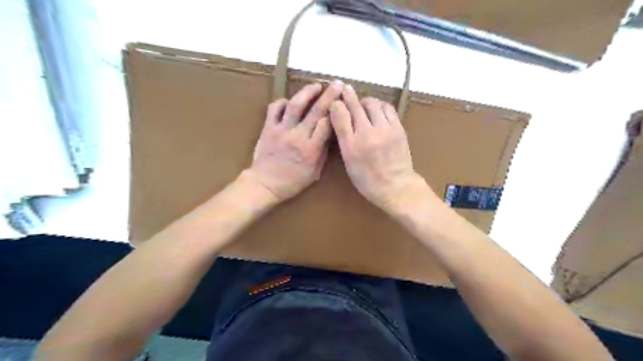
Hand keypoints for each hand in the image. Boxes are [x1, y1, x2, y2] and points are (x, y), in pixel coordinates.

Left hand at [247, 79, 345, 201]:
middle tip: (337, 85)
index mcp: (311, 149)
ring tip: (316, 86)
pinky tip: (289, 102)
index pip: (326, 124)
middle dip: (329, 96)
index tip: (341, 105)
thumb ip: (322, 153)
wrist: (265, 184)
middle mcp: (297, 136)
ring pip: (295, 105)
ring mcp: (281, 130)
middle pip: (316, 111)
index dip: (335, 113)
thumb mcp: (314, 173)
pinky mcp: (268, 128)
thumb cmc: (292, 182)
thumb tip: (328, 135)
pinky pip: (274, 109)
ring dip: (307, 92)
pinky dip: (283, 102)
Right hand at [332, 84, 425, 212]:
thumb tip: (339, 117)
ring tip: (362, 105)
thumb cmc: (367, 179)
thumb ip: (343, 139)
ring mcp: (385, 129)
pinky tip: (377, 110)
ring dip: (364, 101)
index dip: (336, 103)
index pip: (340, 115)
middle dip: (348, 95)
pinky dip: (379, 105)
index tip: (334, 99)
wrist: (395, 186)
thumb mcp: (349, 162)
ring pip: (372, 103)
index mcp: (351, 145)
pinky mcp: (398, 128)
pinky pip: (387, 108)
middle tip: (344, 88)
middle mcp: (367, 134)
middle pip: (355, 105)